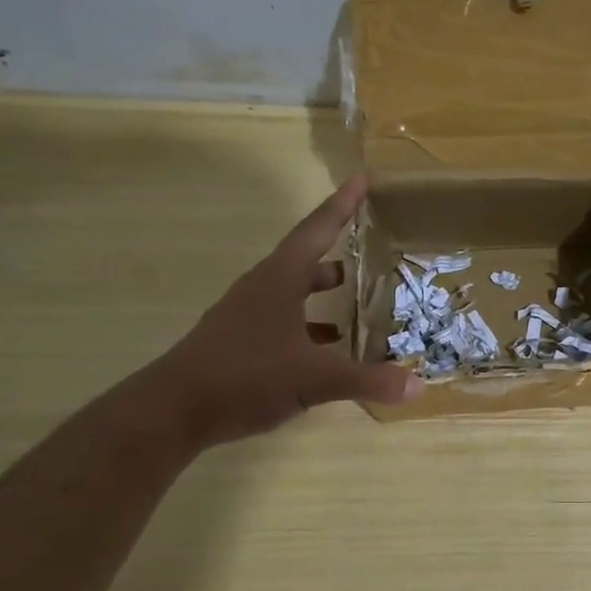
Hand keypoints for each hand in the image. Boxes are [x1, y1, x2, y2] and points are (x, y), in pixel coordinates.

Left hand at [153, 176, 418, 447]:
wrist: (172, 412)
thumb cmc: (245, 377)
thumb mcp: (314, 380)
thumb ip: (367, 380)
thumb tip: (418, 386)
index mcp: (279, 280)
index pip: (316, 231)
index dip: (342, 205)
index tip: (363, 179)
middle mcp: (262, 289)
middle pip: (306, 258)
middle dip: (338, 248)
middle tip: (372, 243)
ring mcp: (248, 316)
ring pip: (294, 291)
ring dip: (323, 290)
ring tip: (358, 295)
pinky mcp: (241, 342)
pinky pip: (285, 320)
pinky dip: (311, 324)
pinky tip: (330, 344)